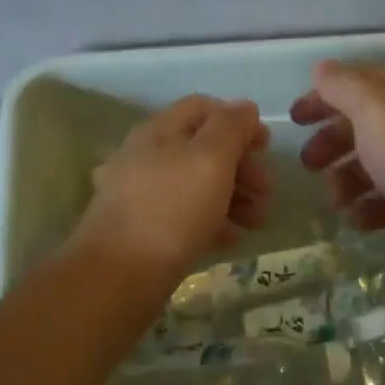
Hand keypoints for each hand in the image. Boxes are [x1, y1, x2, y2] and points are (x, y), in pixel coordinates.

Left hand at [69, 96, 271, 287]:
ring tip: (258, 222)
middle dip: (242, 165)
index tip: (265, 148)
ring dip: (234, 196)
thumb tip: (245, 107)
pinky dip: (212, 221)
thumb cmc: (171, 210)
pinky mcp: (143, 229)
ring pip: (197, 184)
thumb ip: (231, 127)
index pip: (204, 108)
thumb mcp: (210, 159)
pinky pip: (185, 215)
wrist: (118, 277)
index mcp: (159, 130)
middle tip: (266, 191)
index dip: (239, 121)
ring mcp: (142, 194)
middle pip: (204, 148)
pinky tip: (230, 240)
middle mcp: (147, 156)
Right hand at [290, 61, 384, 258]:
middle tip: (308, 165)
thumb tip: (323, 68)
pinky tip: (359, 222)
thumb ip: (343, 86)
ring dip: (348, 182)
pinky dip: (371, 209)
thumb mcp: (374, 109)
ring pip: (377, 166)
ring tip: (335, 202)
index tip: (294, 119)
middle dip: (333, 144)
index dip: (324, 97)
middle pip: (366, 126)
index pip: (359, 84)